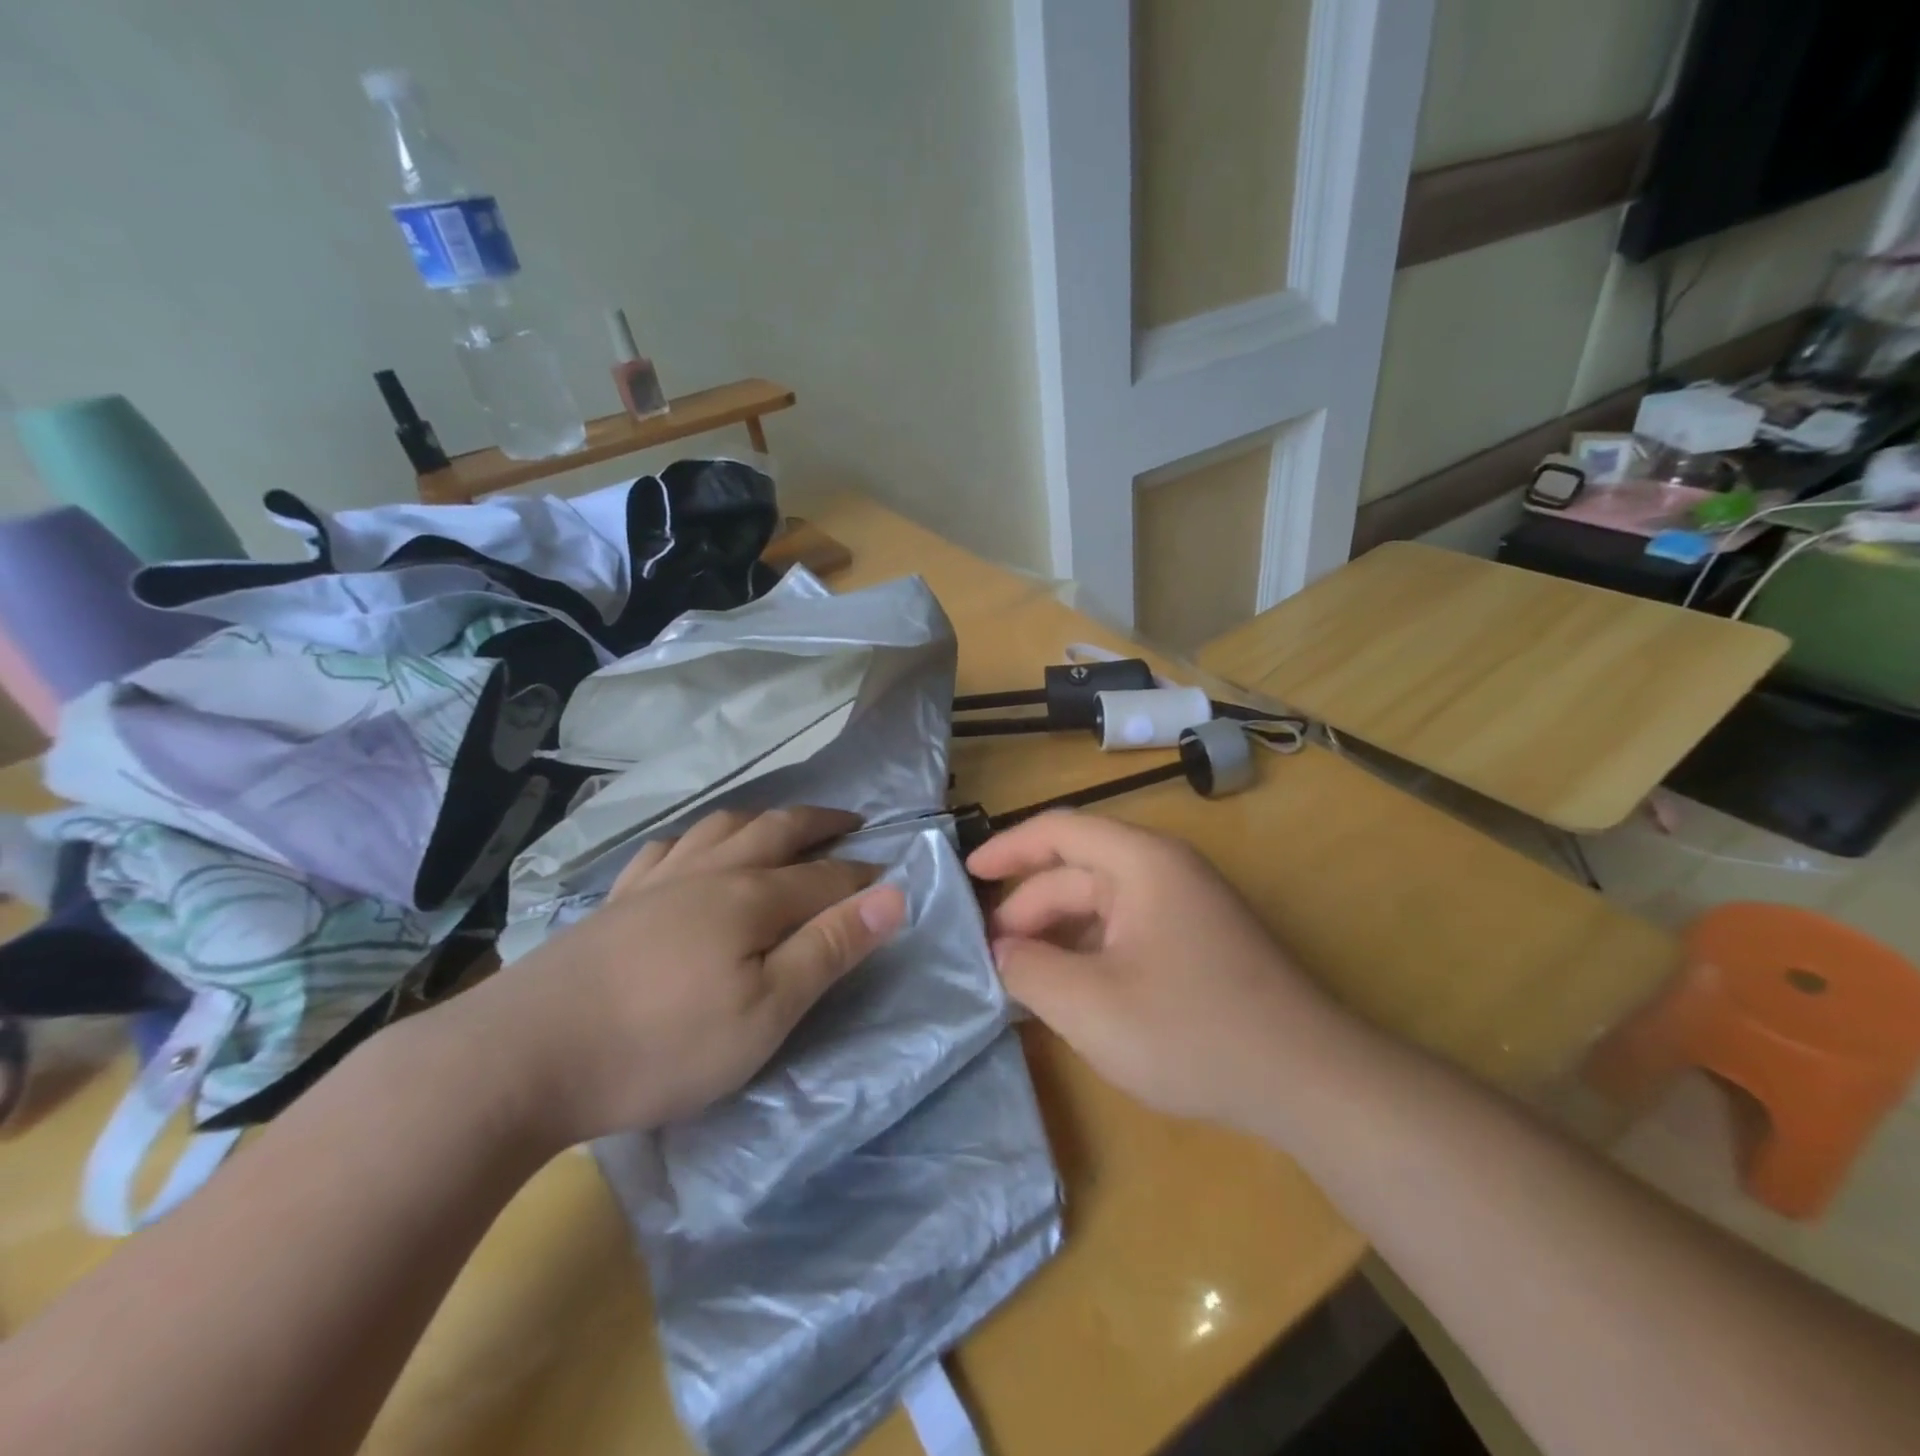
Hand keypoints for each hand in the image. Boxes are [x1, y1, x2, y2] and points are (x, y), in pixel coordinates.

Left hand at [454, 807, 906, 1148]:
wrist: (523, 1056)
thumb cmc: (661, 1045)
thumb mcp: (765, 1013)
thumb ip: (830, 949)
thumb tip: (895, 895)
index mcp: (752, 898)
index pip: (825, 876)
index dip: (862, 876)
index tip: (890, 880)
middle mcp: (709, 873)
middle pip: (776, 831)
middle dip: (819, 823)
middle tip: (850, 820)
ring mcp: (656, 882)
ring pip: (720, 827)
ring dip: (761, 819)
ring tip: (779, 825)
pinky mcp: (615, 901)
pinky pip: (665, 848)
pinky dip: (695, 838)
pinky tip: (690, 851)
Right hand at [967, 812, 1334, 1131]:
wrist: (1309, 1082)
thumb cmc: (1192, 1031)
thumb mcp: (1090, 1006)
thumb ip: (1029, 971)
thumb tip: (1001, 951)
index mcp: (1142, 863)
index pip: (1059, 830)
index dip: (1007, 847)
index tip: (965, 874)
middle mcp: (1165, 871)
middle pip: (1077, 872)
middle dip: (1027, 909)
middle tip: (988, 955)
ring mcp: (1186, 907)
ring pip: (1101, 906)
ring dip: (1057, 935)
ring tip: (1019, 977)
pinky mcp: (1197, 943)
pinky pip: (1126, 932)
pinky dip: (1089, 952)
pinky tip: (1070, 991)